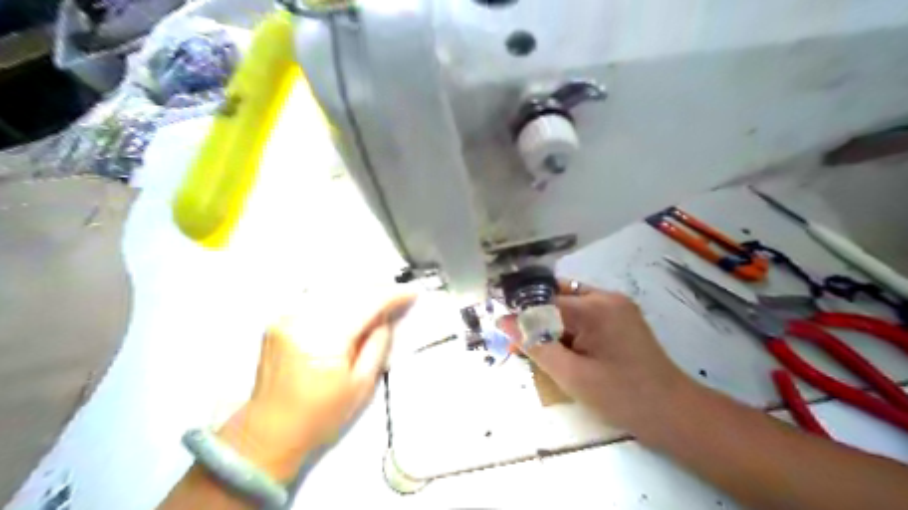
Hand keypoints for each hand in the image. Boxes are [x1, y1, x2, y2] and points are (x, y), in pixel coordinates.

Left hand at [217, 292, 416, 478]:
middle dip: (378, 289)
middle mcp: (304, 322)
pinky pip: (317, 298)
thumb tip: (386, 318)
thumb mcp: (361, 385)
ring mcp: (288, 318)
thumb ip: (378, 345)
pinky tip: (352, 304)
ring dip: (360, 291)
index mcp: (326, 340)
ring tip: (379, 299)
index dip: (392, 295)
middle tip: (398, 295)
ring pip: (334, 290)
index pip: (367, 303)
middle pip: (350, 291)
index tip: (411, 292)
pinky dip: (339, 297)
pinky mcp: (280, 321)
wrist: (270, 430)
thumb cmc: (318, 416)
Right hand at [500, 281, 692, 431]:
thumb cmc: (620, 396)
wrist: (672, 411)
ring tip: (550, 350)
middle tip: (526, 344)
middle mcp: (606, 297)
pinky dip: (571, 325)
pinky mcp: (622, 315)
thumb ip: (535, 345)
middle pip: (557, 297)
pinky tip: (570, 348)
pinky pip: (586, 311)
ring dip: (554, 322)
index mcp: (594, 308)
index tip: (505, 334)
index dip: (522, 318)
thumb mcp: (570, 375)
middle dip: (538, 318)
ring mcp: (617, 304)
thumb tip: (504, 322)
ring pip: (570, 303)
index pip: (544, 302)